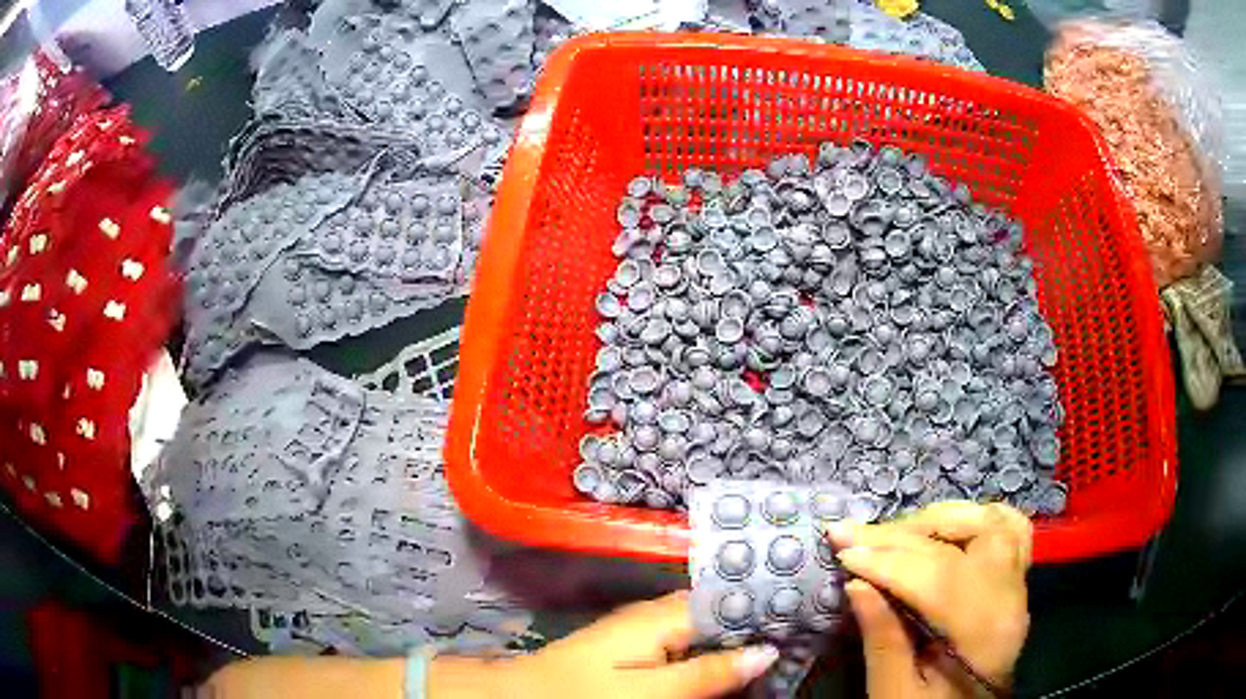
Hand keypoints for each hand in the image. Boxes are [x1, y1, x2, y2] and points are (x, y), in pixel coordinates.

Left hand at [470, 591, 778, 698]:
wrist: (526, 695)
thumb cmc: (587, 693)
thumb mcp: (651, 691)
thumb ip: (708, 671)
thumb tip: (767, 651)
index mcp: (664, 616)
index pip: (730, 600)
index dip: (768, 605)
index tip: (806, 611)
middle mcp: (657, 614)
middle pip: (721, 612)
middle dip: (758, 622)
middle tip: (803, 632)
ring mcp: (646, 630)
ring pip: (706, 628)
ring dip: (738, 637)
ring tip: (783, 644)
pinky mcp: (638, 646)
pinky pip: (687, 642)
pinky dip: (713, 650)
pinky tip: (733, 663)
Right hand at [825, 501, 1031, 698]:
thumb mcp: (895, 694)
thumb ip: (882, 642)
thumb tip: (856, 584)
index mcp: (983, 634)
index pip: (941, 577)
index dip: (889, 561)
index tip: (841, 550)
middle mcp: (1011, 598)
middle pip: (965, 541)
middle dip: (904, 534)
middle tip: (854, 535)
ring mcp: (1019, 583)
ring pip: (991, 521)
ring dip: (939, 519)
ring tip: (892, 533)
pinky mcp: (1016, 578)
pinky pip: (1010, 527)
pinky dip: (975, 517)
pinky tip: (944, 526)